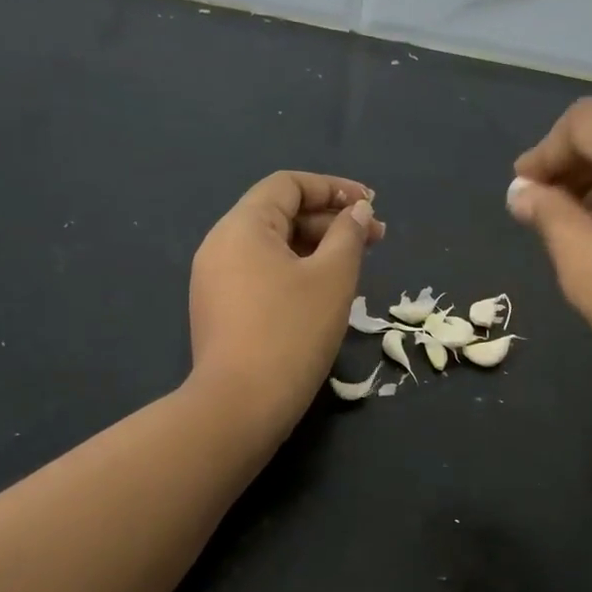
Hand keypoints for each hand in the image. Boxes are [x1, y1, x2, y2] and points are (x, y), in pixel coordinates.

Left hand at [189, 171, 382, 435]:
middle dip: (330, 222)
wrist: (240, 405)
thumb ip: (348, 234)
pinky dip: (295, 274)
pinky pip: (261, 276)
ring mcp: (215, 281)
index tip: (371, 206)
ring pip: (272, 249)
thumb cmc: (292, 332)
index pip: (288, 185)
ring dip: (316, 249)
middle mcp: (221, 245)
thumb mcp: (332, 278)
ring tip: (355, 267)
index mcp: (242, 226)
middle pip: (279, 215)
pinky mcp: (219, 312)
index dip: (333, 188)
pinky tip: (323, 295)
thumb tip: (357, 211)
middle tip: (376, 240)